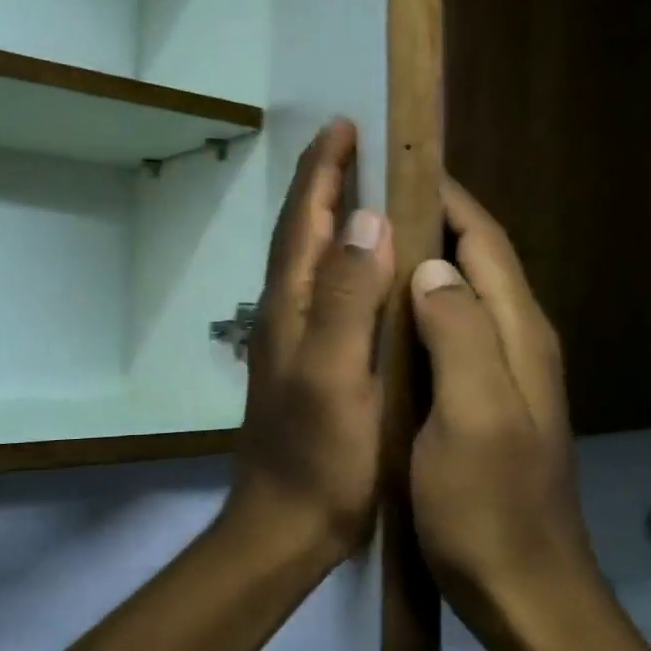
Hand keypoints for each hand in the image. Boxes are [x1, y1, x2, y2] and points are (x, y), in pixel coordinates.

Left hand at [228, 119, 394, 564]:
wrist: (285, 526)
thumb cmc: (318, 456)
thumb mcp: (335, 374)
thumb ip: (345, 297)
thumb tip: (365, 219)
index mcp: (291, 306)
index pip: (304, 220)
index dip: (323, 171)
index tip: (343, 125)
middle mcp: (285, 312)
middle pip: (299, 232)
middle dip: (322, 183)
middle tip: (350, 144)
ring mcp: (293, 339)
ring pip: (308, 260)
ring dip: (327, 217)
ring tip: (358, 188)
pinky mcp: (308, 363)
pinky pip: (323, 291)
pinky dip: (339, 260)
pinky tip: (361, 268)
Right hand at [409, 179, 603, 630]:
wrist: (524, 595)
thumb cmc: (489, 508)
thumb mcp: (472, 415)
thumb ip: (459, 332)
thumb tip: (432, 265)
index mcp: (517, 334)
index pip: (484, 242)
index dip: (447, 199)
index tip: (400, 165)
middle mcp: (518, 342)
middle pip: (477, 261)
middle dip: (432, 222)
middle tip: (371, 199)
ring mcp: (503, 374)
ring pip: (462, 296)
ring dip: (425, 262)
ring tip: (369, 244)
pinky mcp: (484, 402)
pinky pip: (451, 333)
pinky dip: (420, 308)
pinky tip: (383, 316)